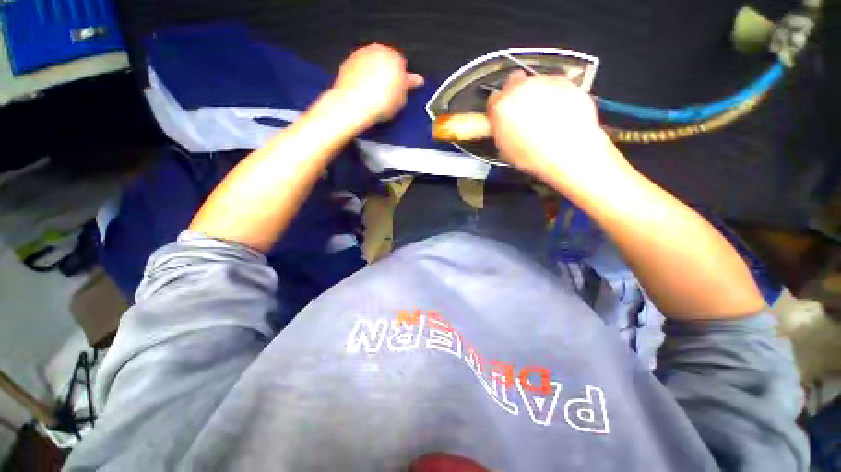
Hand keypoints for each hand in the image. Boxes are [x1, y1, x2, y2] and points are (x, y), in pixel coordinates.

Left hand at [332, 44, 423, 128]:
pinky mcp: (347, 63)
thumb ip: (408, 86)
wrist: (353, 104)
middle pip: (386, 61)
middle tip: (389, 93)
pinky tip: (364, 92)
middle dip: (388, 74)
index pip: (403, 65)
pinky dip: (362, 77)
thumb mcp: (401, 99)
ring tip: (375, 94)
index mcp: (394, 56)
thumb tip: (415, 80)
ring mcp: (361, 54)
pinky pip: (359, 70)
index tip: (402, 90)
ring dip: (375, 74)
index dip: (403, 79)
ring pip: (372, 64)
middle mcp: (377, 50)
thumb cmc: (380, 102)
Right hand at [487, 72, 620, 187]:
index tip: (502, 115)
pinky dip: (555, 94)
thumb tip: (502, 127)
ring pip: (534, 82)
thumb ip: (500, 131)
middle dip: (516, 95)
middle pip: (513, 83)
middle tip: (523, 113)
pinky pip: (555, 84)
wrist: (569, 151)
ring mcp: (542, 82)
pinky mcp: (563, 81)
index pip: (493, 100)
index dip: (498, 109)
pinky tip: (557, 113)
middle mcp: (520, 89)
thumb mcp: (506, 150)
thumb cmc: (537, 155)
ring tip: (543, 116)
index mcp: (501, 108)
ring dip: (536, 94)